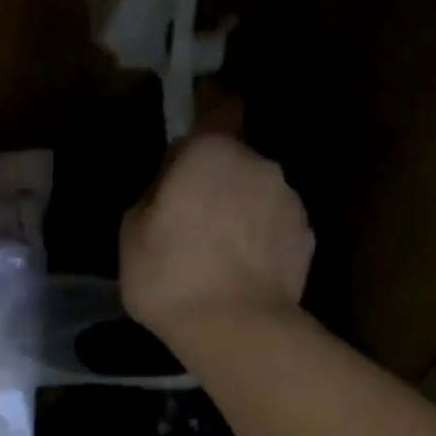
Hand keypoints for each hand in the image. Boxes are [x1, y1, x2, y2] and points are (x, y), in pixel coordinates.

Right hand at [121, 132, 312, 345]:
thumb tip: (167, 189)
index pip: (213, 109)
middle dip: (212, 181)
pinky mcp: (305, 236)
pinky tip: (239, 273)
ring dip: (237, 212)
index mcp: (210, 152)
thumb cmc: (170, 277)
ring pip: (255, 194)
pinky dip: (258, 241)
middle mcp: (258, 162)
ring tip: (215, 256)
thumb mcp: (130, 236)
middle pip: (231, 160)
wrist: (235, 327)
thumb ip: (151, 197)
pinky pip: (273, 227)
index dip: (199, 119)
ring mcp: (288, 199)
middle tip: (187, 221)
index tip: (183, 145)